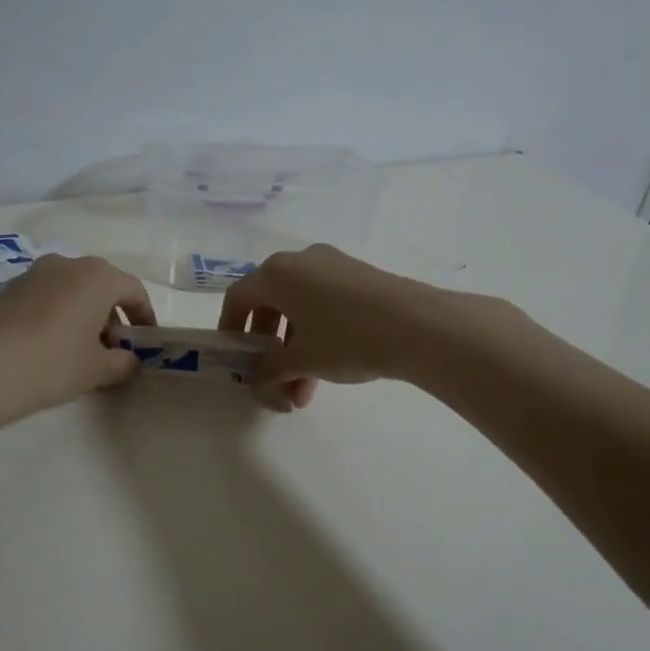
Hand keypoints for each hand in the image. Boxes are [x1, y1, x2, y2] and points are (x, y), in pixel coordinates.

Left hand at [0, 254, 156, 415]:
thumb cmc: (53, 362)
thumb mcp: (97, 369)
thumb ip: (123, 363)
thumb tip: (131, 361)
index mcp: (99, 276)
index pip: (133, 290)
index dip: (144, 316)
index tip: (144, 342)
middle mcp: (69, 264)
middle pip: (102, 285)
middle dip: (113, 315)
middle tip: (114, 348)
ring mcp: (36, 272)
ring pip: (73, 289)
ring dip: (84, 313)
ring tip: (82, 349)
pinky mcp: (11, 287)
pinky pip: (48, 296)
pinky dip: (59, 314)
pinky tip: (52, 345)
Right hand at [218, 245, 446, 410]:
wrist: (418, 326)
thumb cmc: (346, 339)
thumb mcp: (302, 360)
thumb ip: (270, 370)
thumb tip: (257, 380)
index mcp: (276, 273)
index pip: (239, 297)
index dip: (230, 328)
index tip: (234, 356)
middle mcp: (300, 261)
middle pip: (270, 302)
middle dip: (269, 346)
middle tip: (273, 377)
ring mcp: (332, 264)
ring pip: (299, 306)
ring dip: (295, 348)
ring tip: (304, 390)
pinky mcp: (359, 275)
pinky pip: (323, 302)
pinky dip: (317, 332)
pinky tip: (329, 368)